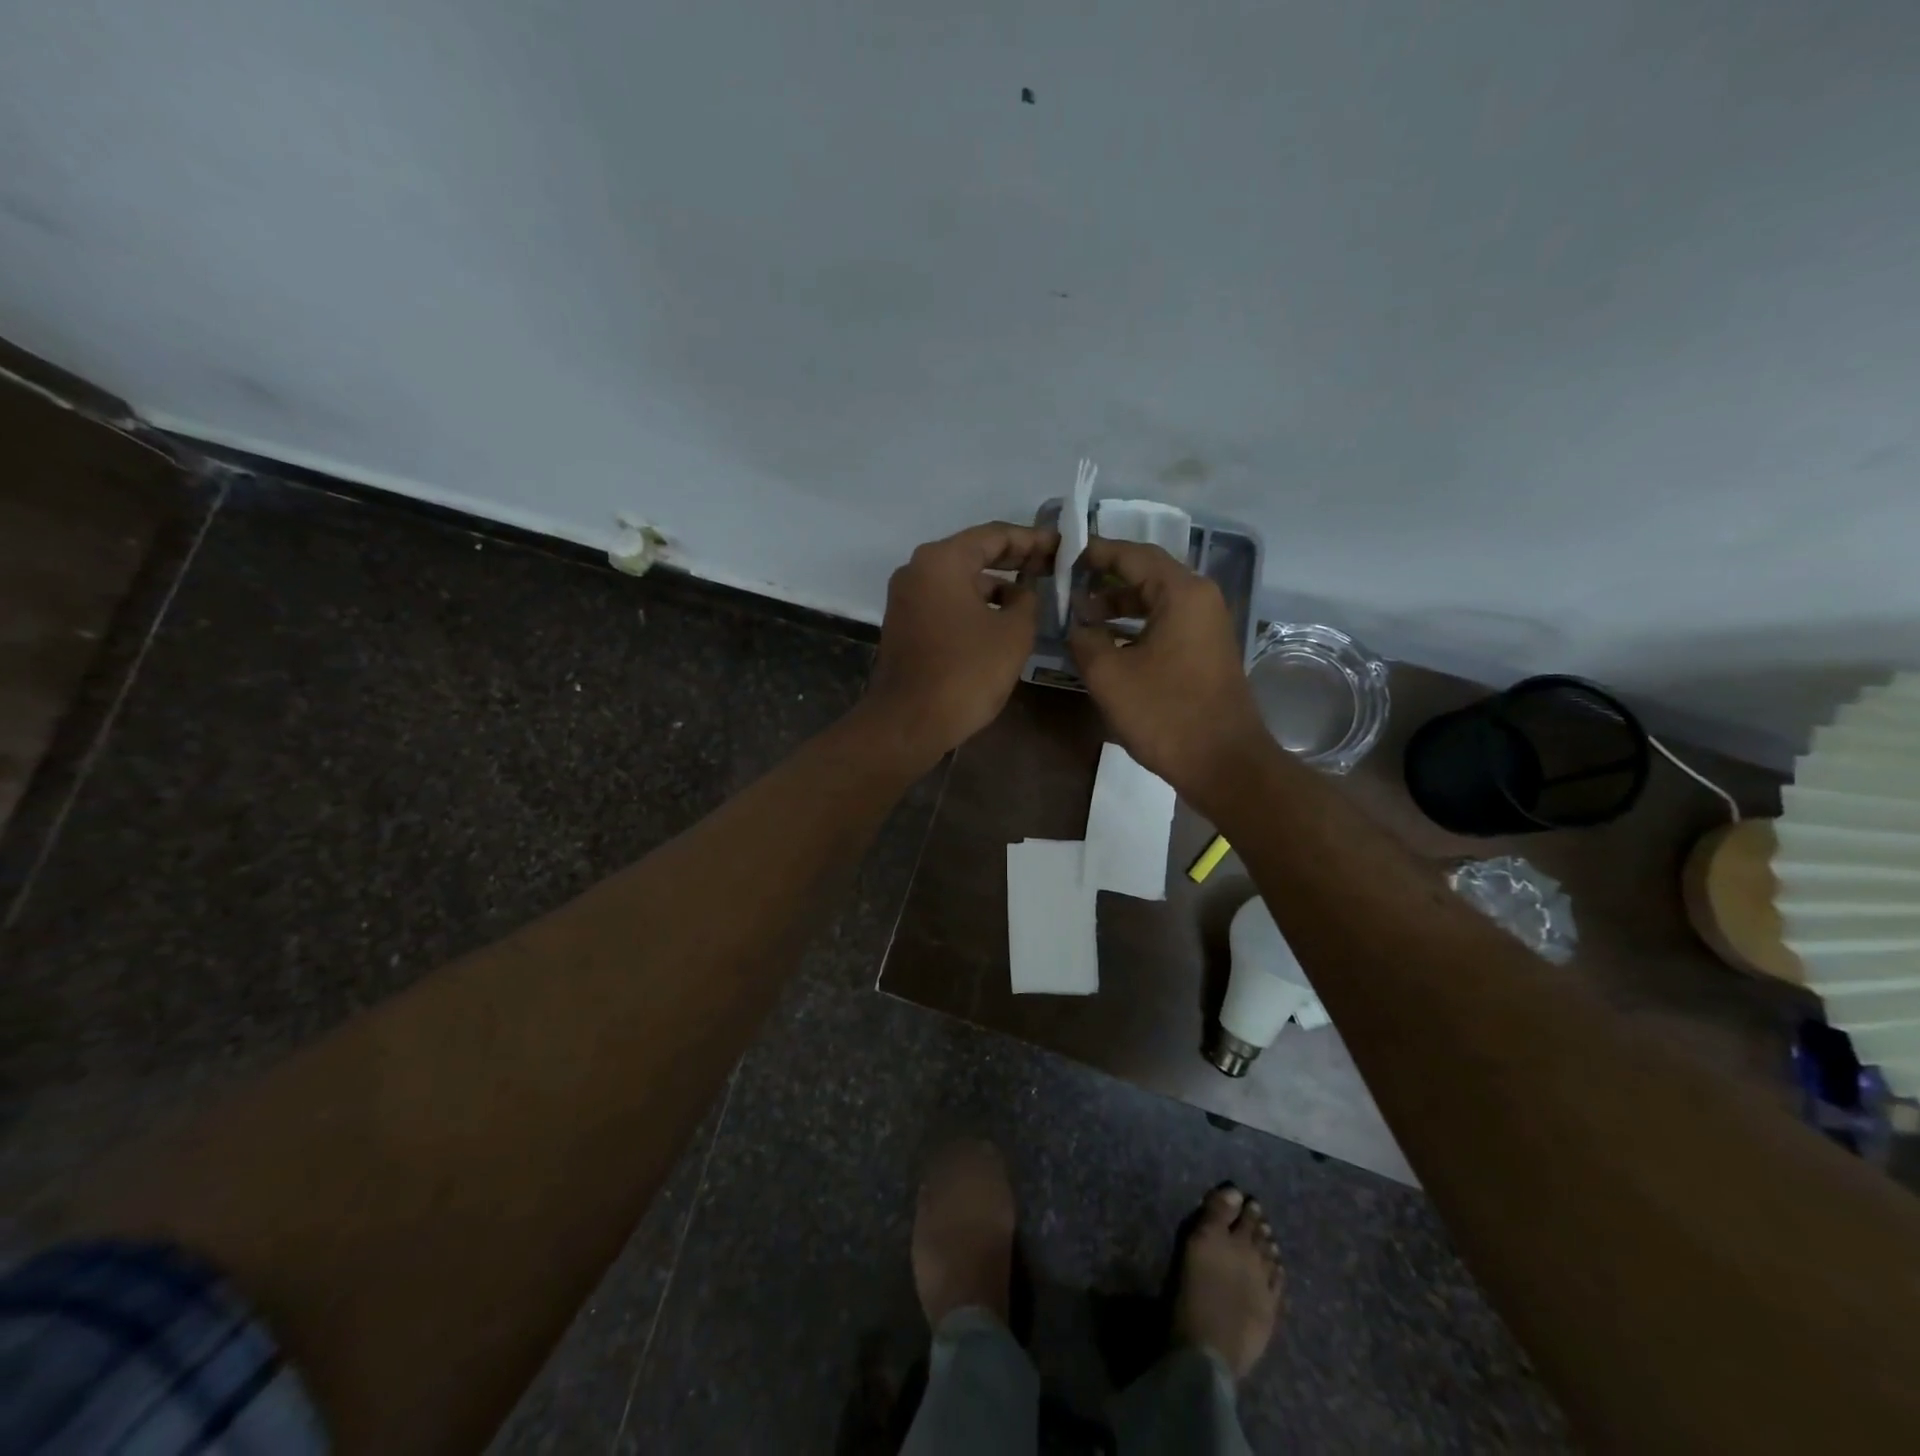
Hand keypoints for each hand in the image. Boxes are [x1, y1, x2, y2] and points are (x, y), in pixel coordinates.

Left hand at [862, 522, 1057, 766]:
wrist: (909, 723)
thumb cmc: (966, 673)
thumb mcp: (1013, 633)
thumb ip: (1028, 601)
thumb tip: (1025, 592)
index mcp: (941, 560)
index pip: (995, 535)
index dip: (1033, 540)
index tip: (1062, 546)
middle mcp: (917, 570)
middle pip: (974, 554)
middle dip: (1015, 560)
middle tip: (1052, 566)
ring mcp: (906, 598)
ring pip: (960, 580)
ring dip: (996, 586)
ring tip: (1034, 596)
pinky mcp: (905, 624)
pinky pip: (947, 602)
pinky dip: (975, 605)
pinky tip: (1002, 620)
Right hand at [1067, 538, 1272, 807]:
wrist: (1223, 762)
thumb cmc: (1165, 713)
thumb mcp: (1109, 675)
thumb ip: (1084, 639)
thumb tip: (1077, 625)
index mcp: (1181, 592)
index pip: (1133, 555)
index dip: (1096, 553)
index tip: (1064, 556)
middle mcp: (1200, 599)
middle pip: (1147, 573)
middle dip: (1106, 578)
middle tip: (1068, 586)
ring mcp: (1207, 625)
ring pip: (1157, 600)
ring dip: (1119, 605)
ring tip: (1082, 617)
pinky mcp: (1206, 650)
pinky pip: (1167, 622)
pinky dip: (1137, 626)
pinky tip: (1109, 643)